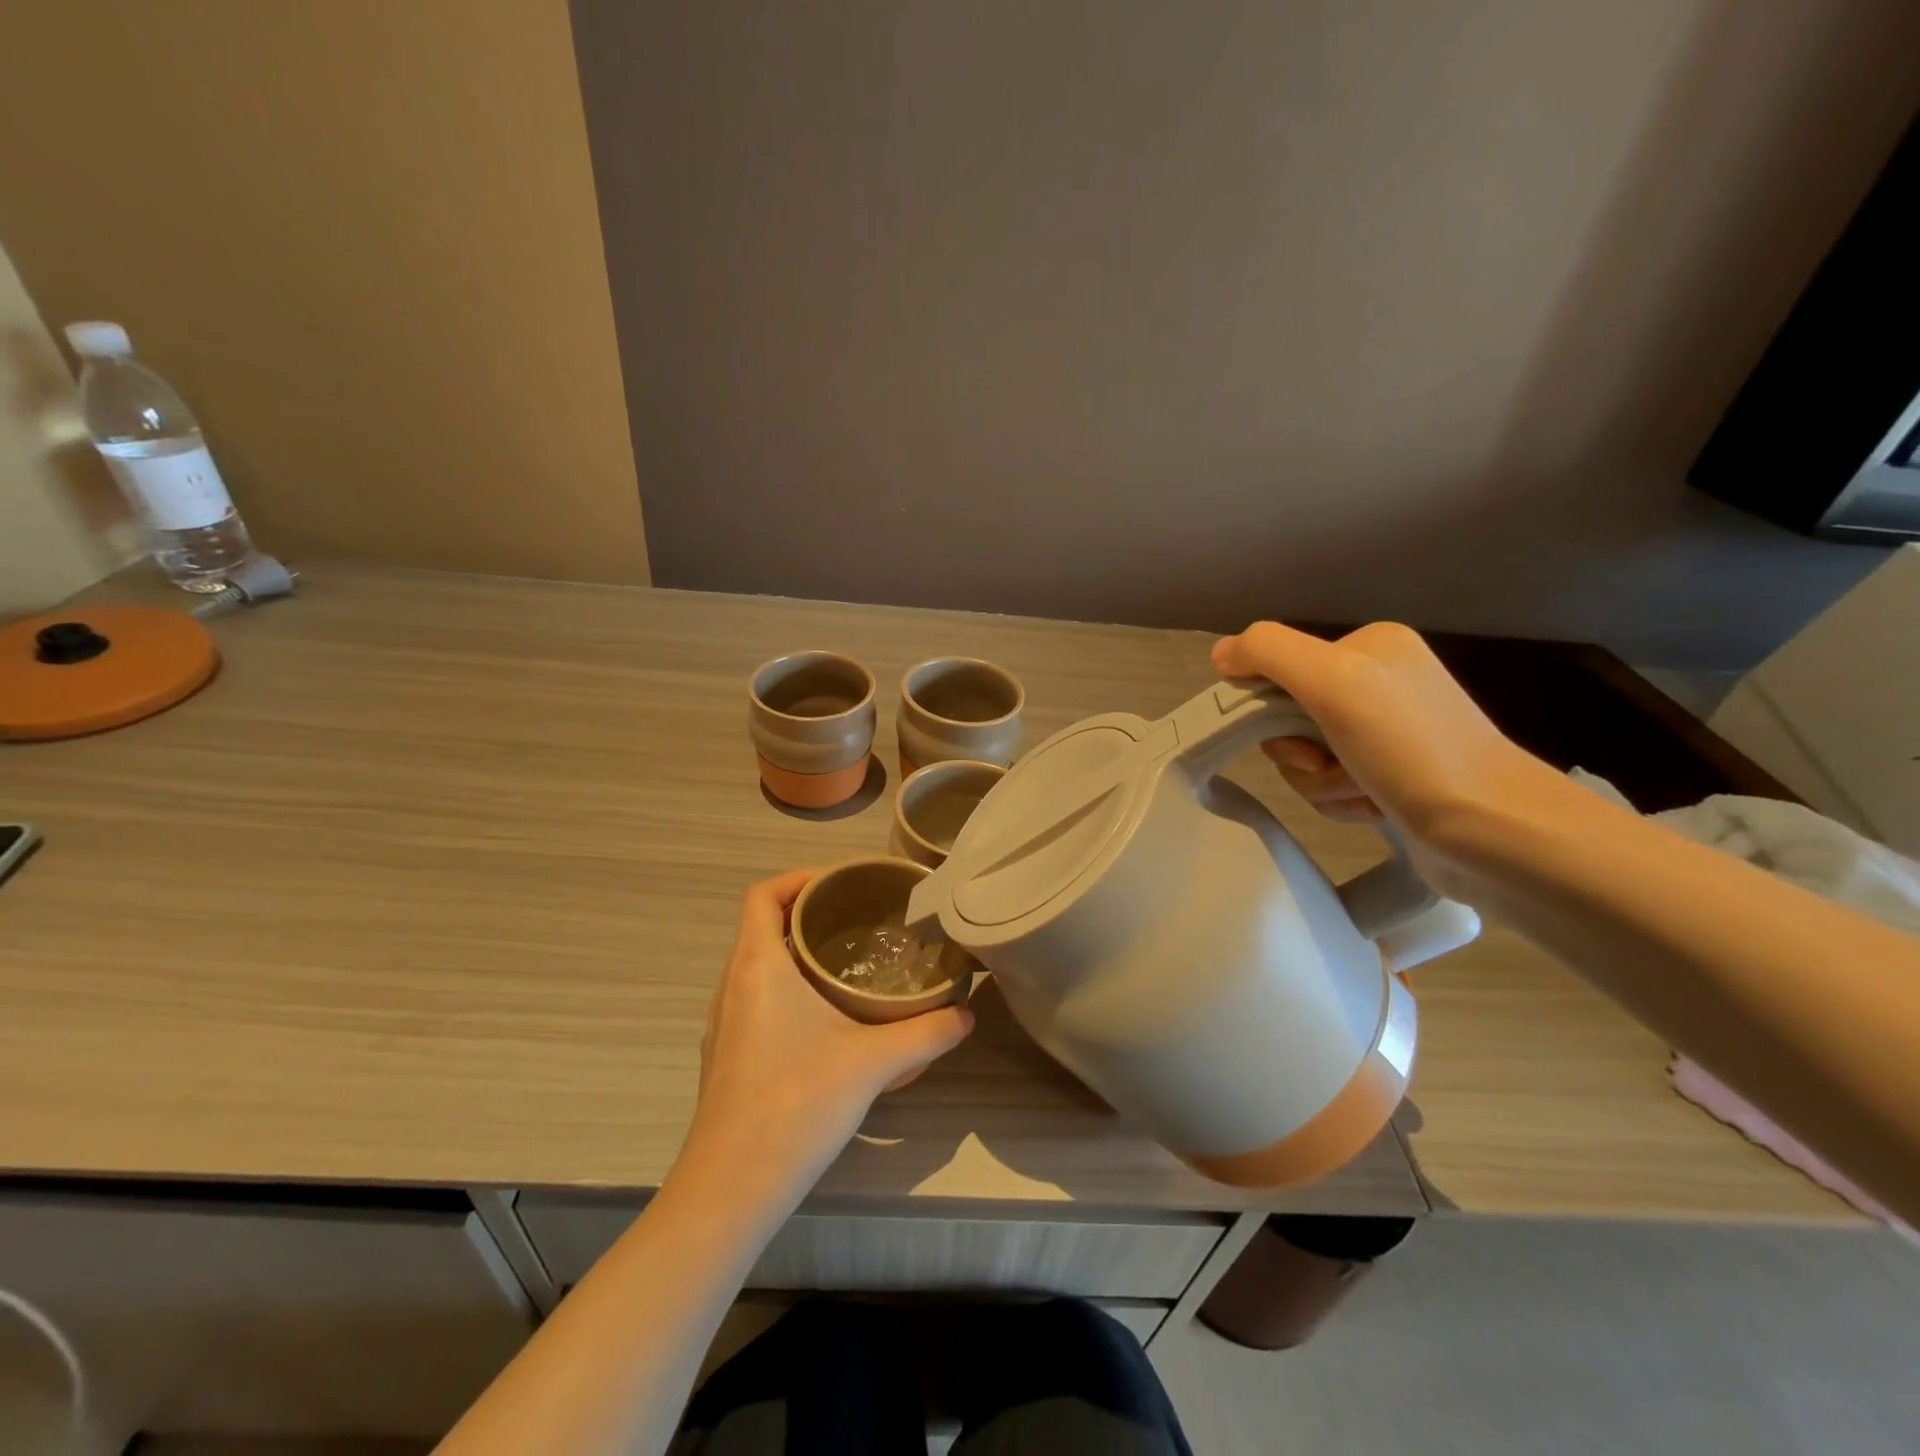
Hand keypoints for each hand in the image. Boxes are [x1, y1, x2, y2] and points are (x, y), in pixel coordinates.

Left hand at [679, 869, 973, 1198]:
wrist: (731, 1188)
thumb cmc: (796, 1103)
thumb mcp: (872, 1062)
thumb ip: (925, 1033)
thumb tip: (966, 1014)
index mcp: (758, 966)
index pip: (763, 894)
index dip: (799, 877)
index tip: (842, 884)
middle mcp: (732, 984)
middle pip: (762, 925)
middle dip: (807, 913)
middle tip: (858, 919)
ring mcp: (724, 1022)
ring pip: (757, 964)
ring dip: (795, 952)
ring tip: (846, 962)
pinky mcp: (726, 1055)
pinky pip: (754, 997)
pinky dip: (786, 987)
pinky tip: (824, 1018)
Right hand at [1211, 622, 1557, 875]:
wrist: (1490, 830)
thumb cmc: (1409, 747)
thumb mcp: (1332, 679)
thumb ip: (1268, 652)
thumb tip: (1221, 654)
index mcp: (1370, 646)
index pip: (1280, 669)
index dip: (1272, 709)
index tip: (1300, 736)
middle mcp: (1380, 683)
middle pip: (1290, 717)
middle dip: (1301, 753)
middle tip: (1332, 765)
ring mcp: (1388, 733)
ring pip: (1306, 757)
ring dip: (1322, 783)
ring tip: (1364, 791)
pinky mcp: (1393, 777)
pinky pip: (1332, 784)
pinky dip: (1343, 801)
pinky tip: (1376, 807)